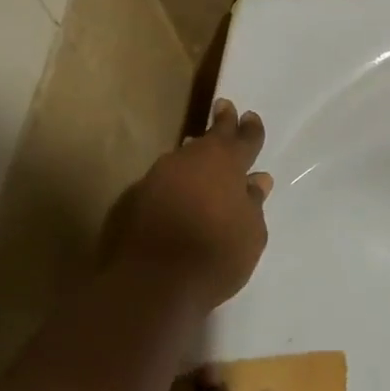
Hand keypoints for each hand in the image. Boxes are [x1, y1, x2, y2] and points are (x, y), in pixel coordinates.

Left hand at [100, 99, 272, 309]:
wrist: (153, 282)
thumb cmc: (215, 256)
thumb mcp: (251, 234)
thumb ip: (253, 203)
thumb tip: (256, 181)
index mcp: (224, 164)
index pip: (243, 139)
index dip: (250, 129)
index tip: (251, 116)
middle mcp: (188, 161)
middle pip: (208, 138)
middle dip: (221, 124)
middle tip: (224, 107)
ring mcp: (157, 177)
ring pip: (182, 159)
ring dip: (194, 156)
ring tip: (200, 152)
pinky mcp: (134, 199)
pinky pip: (163, 182)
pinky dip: (174, 184)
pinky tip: (177, 194)